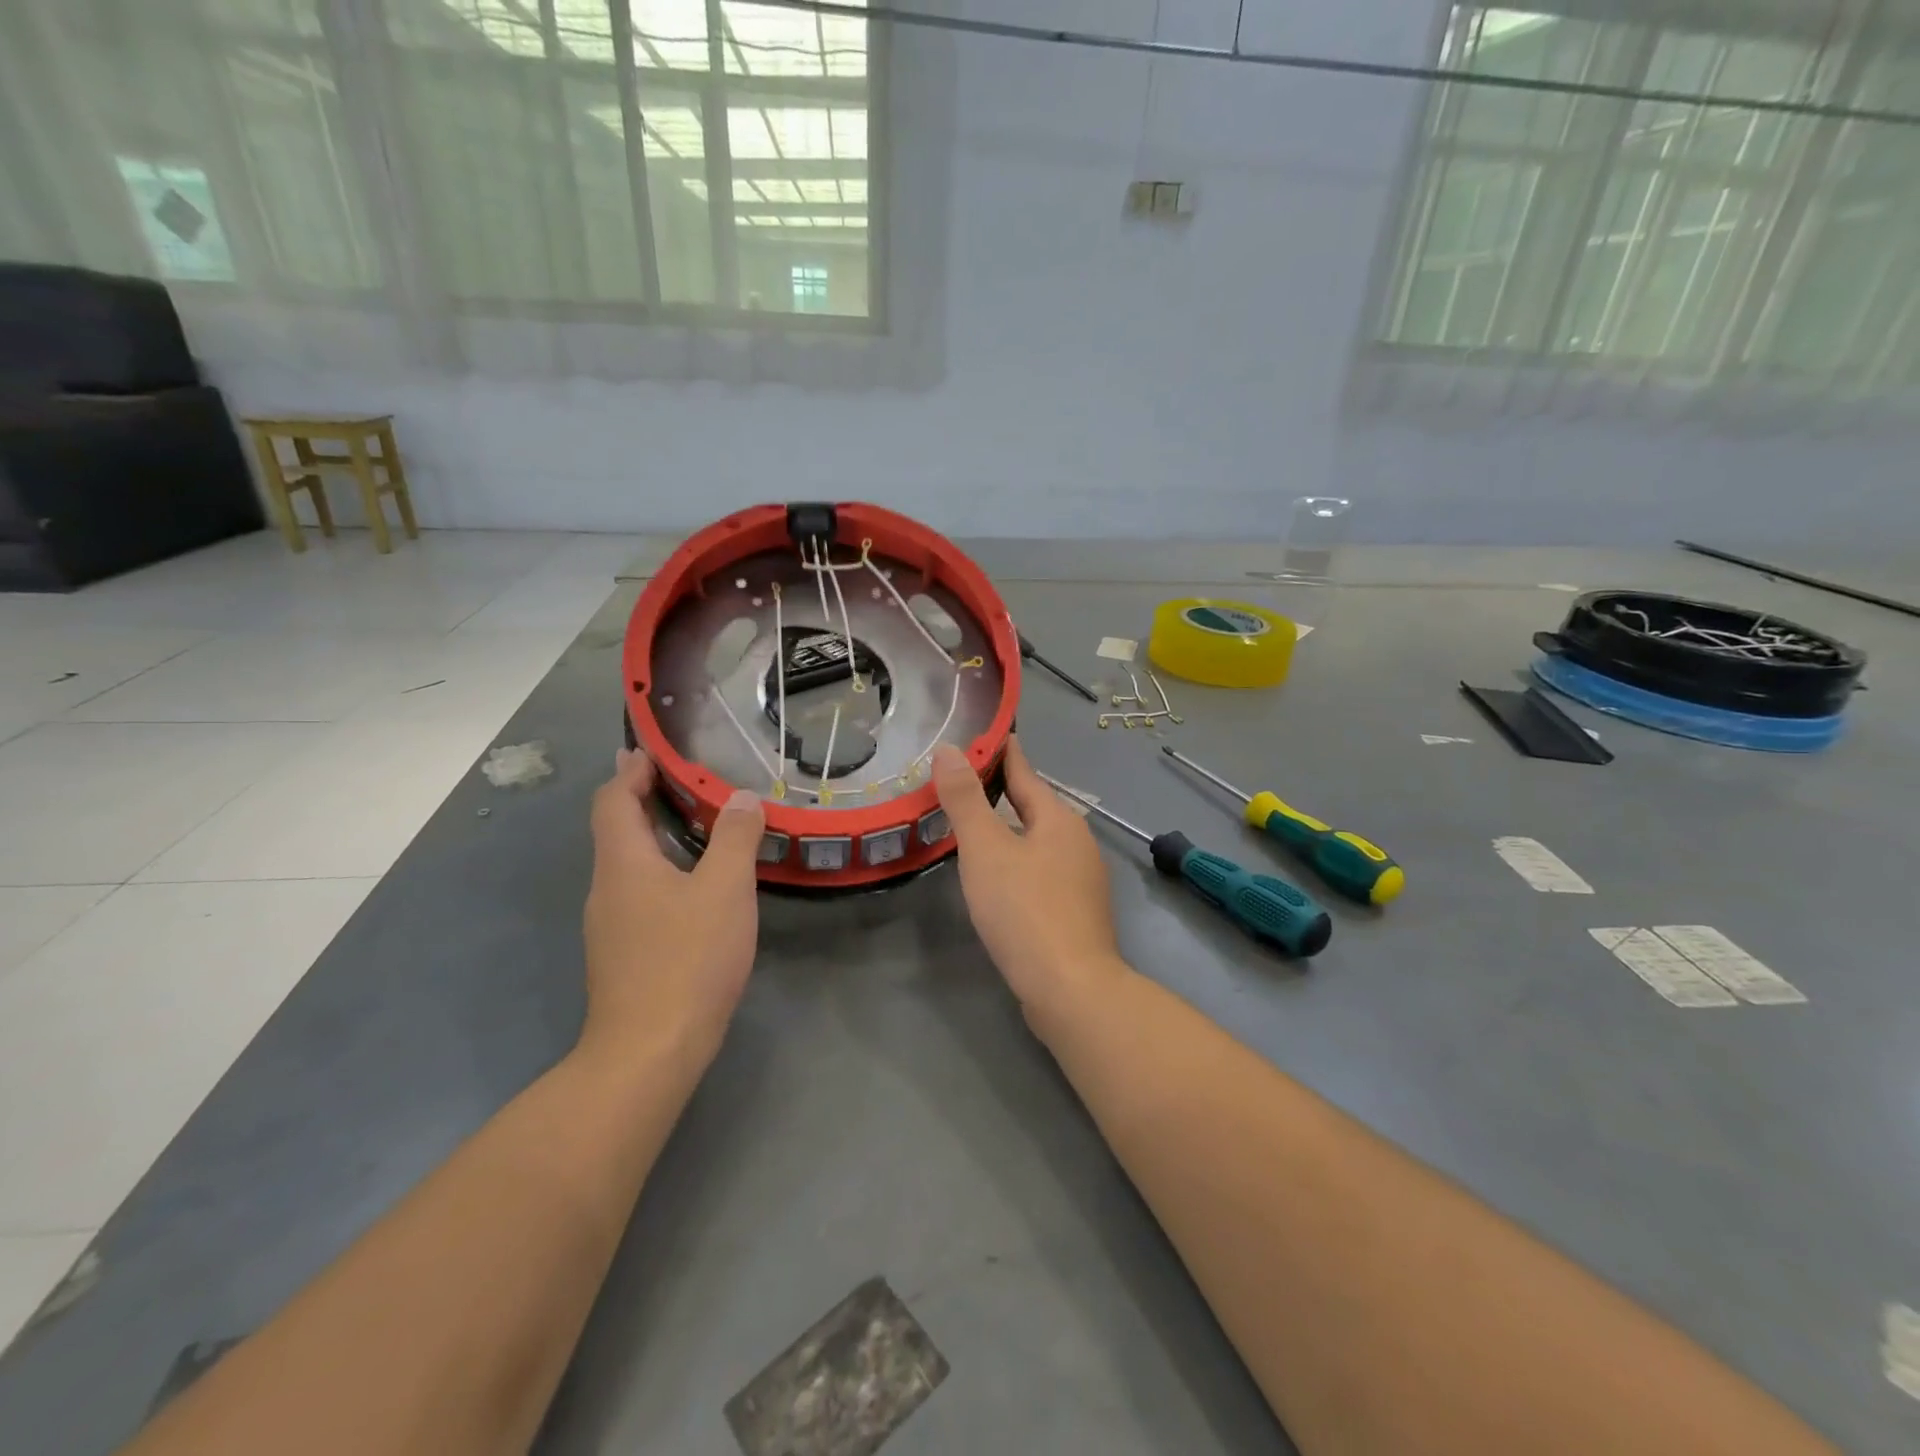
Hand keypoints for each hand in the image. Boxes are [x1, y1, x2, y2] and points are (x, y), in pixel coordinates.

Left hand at [582, 749, 764, 1069]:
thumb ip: (734, 838)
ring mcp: (610, 926)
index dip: (630, 772)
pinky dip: (661, 873)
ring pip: (628, 866)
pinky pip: (638, 895)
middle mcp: (606, 888)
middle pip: (616, 831)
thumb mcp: (724, 890)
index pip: (613, 801)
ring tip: (696, 828)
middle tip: (683, 783)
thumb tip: (741, 797)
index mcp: (623, 863)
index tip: (651, 752)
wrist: (650, 1050)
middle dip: (643, 800)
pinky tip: (694, 888)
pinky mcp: (623, 955)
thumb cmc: (687, 959)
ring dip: (654, 838)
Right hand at [931, 736, 1128, 1031]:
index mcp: (1058, 818)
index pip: (1024, 771)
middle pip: (1032, 806)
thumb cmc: (1025, 910)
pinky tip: (997, 878)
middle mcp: (1077, 841)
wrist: (1071, 989)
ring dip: (1007, 830)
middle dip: (999, 793)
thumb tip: (949, 750)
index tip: (977, 736)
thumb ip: (965, 800)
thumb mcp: (986, 850)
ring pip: (1037, 841)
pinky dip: (1017, 862)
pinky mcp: (1076, 911)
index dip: (999, 752)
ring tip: (971, 828)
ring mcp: (1082, 878)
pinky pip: (1041, 871)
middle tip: (958, 784)